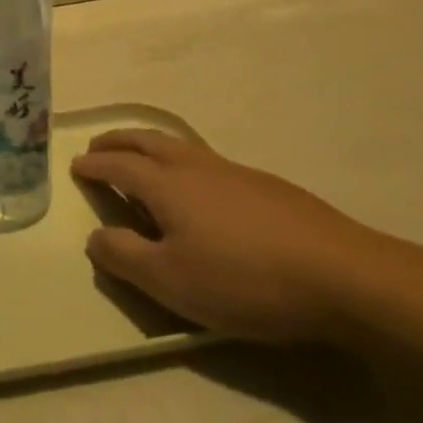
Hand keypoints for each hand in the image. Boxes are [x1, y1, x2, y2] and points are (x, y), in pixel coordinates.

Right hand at [72, 130, 386, 343]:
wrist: (346, 277)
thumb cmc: (245, 280)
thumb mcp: (171, 282)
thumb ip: (124, 257)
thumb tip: (95, 236)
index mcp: (165, 185)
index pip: (118, 165)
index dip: (94, 165)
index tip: (76, 166)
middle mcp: (194, 167)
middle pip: (146, 141)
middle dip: (118, 141)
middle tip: (99, 146)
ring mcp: (235, 173)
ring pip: (180, 146)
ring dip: (150, 145)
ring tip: (142, 158)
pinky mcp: (268, 187)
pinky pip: (208, 161)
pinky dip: (184, 161)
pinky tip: (200, 187)